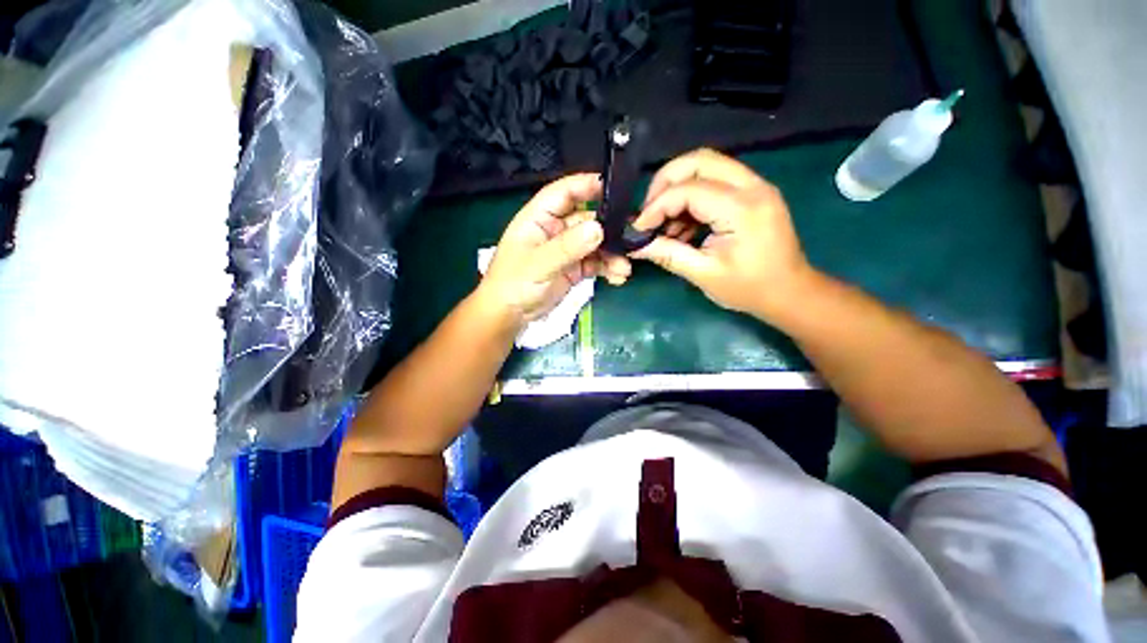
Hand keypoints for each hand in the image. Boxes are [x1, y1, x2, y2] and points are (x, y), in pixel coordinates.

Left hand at [477, 173, 631, 329]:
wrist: (509, 316)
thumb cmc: (513, 285)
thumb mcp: (539, 264)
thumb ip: (567, 247)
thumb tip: (598, 229)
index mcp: (539, 218)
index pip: (564, 193)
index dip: (587, 186)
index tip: (614, 188)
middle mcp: (555, 230)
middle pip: (586, 219)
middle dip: (608, 230)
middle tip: (630, 239)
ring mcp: (566, 250)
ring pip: (594, 244)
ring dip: (611, 254)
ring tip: (623, 267)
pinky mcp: (573, 268)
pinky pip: (595, 263)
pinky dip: (607, 268)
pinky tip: (617, 277)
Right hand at [630, 149, 812, 319]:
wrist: (790, 292)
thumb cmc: (749, 288)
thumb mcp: (704, 274)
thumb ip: (667, 254)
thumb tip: (634, 245)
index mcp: (742, 209)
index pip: (688, 190)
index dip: (656, 207)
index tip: (639, 229)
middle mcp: (752, 186)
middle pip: (698, 160)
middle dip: (665, 183)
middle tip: (649, 213)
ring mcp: (755, 185)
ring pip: (706, 165)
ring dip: (678, 188)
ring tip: (665, 224)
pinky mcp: (753, 192)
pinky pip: (715, 180)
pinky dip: (692, 196)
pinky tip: (683, 225)